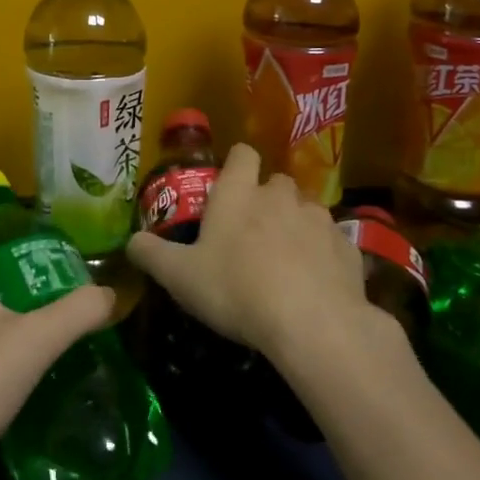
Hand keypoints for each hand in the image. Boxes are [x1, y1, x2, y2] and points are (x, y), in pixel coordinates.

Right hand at [125, 143, 368, 362]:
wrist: (313, 325)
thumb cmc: (237, 290)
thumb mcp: (180, 277)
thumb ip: (152, 254)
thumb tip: (131, 241)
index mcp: (239, 193)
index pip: (242, 154)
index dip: (236, 165)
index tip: (228, 187)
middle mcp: (281, 196)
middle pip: (276, 183)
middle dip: (267, 200)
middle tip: (252, 234)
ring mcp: (319, 220)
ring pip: (307, 211)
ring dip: (297, 227)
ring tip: (286, 262)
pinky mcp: (348, 249)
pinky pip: (332, 243)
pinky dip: (323, 256)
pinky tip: (315, 285)